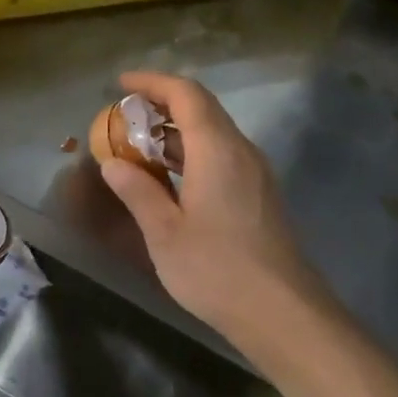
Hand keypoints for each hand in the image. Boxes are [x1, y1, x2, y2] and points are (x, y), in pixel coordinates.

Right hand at [98, 71, 335, 349]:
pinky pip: (222, 156)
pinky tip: (169, 179)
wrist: (283, 314)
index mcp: (217, 150)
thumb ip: (138, 191)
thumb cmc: (217, 270)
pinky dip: (191, 153)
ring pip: (213, 133)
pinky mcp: (259, 196)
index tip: (120, 84)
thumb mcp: (165, 233)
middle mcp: (241, 151)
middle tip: (123, 117)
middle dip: (161, 104)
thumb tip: (114, 164)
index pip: (186, 94)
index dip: (152, 82)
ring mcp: (255, 174)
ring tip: (138, 146)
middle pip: (202, 109)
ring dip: (175, 132)